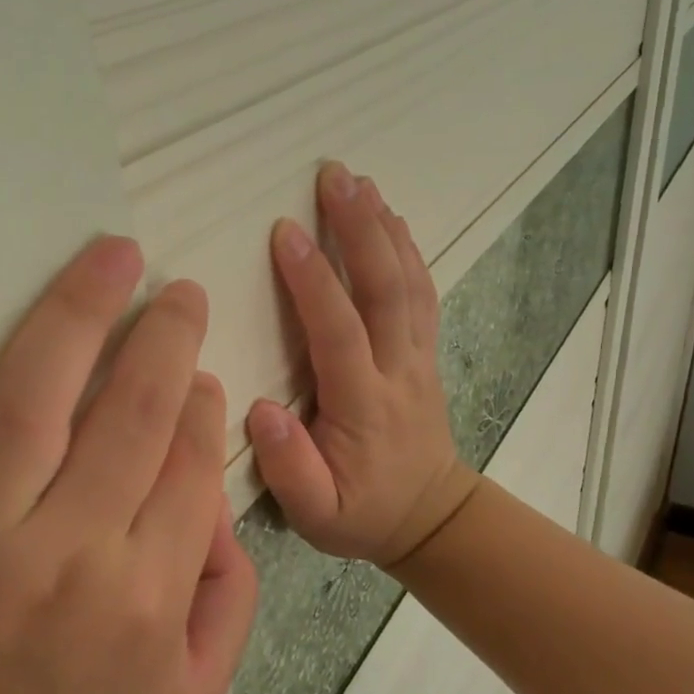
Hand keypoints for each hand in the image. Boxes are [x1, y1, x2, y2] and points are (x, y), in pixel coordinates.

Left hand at [0, 239, 257, 693]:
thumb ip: (231, 600)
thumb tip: (221, 503)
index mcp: (142, 597)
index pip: (189, 467)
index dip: (202, 406)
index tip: (202, 371)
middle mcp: (62, 554)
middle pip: (129, 417)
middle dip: (165, 339)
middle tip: (178, 290)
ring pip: (28, 405)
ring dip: (76, 316)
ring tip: (111, 256)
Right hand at [246, 164, 480, 571]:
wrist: (430, 516)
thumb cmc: (363, 514)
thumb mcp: (317, 516)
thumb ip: (290, 469)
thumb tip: (262, 410)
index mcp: (364, 406)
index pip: (339, 332)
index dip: (314, 281)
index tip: (284, 231)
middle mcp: (397, 371)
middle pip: (384, 290)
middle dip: (359, 229)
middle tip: (334, 176)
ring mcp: (418, 358)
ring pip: (409, 283)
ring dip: (385, 228)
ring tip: (360, 181)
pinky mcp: (424, 353)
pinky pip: (421, 293)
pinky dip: (408, 250)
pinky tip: (392, 218)